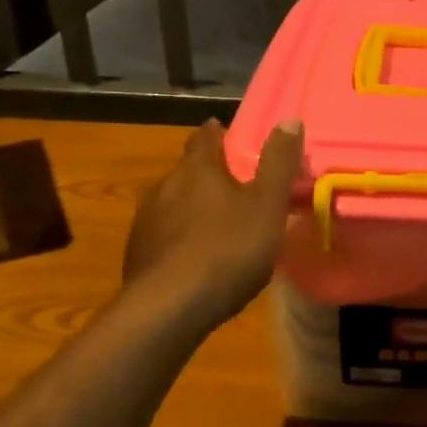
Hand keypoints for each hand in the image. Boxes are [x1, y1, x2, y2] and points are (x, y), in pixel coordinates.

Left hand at [122, 118, 303, 322]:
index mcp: (197, 169)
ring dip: (193, 207)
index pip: (204, 138)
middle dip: (208, 174)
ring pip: (173, 203)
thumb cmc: (227, 250)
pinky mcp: (138, 255)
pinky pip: (164, 236)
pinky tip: (194, 258)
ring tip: (217, 224)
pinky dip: (180, 238)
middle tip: (236, 186)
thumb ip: (278, 163)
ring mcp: (146, 222)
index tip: (228, 135)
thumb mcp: (267, 205)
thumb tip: (289, 118)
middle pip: (188, 171)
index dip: (217, 134)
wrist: (168, 309)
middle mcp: (165, 187)